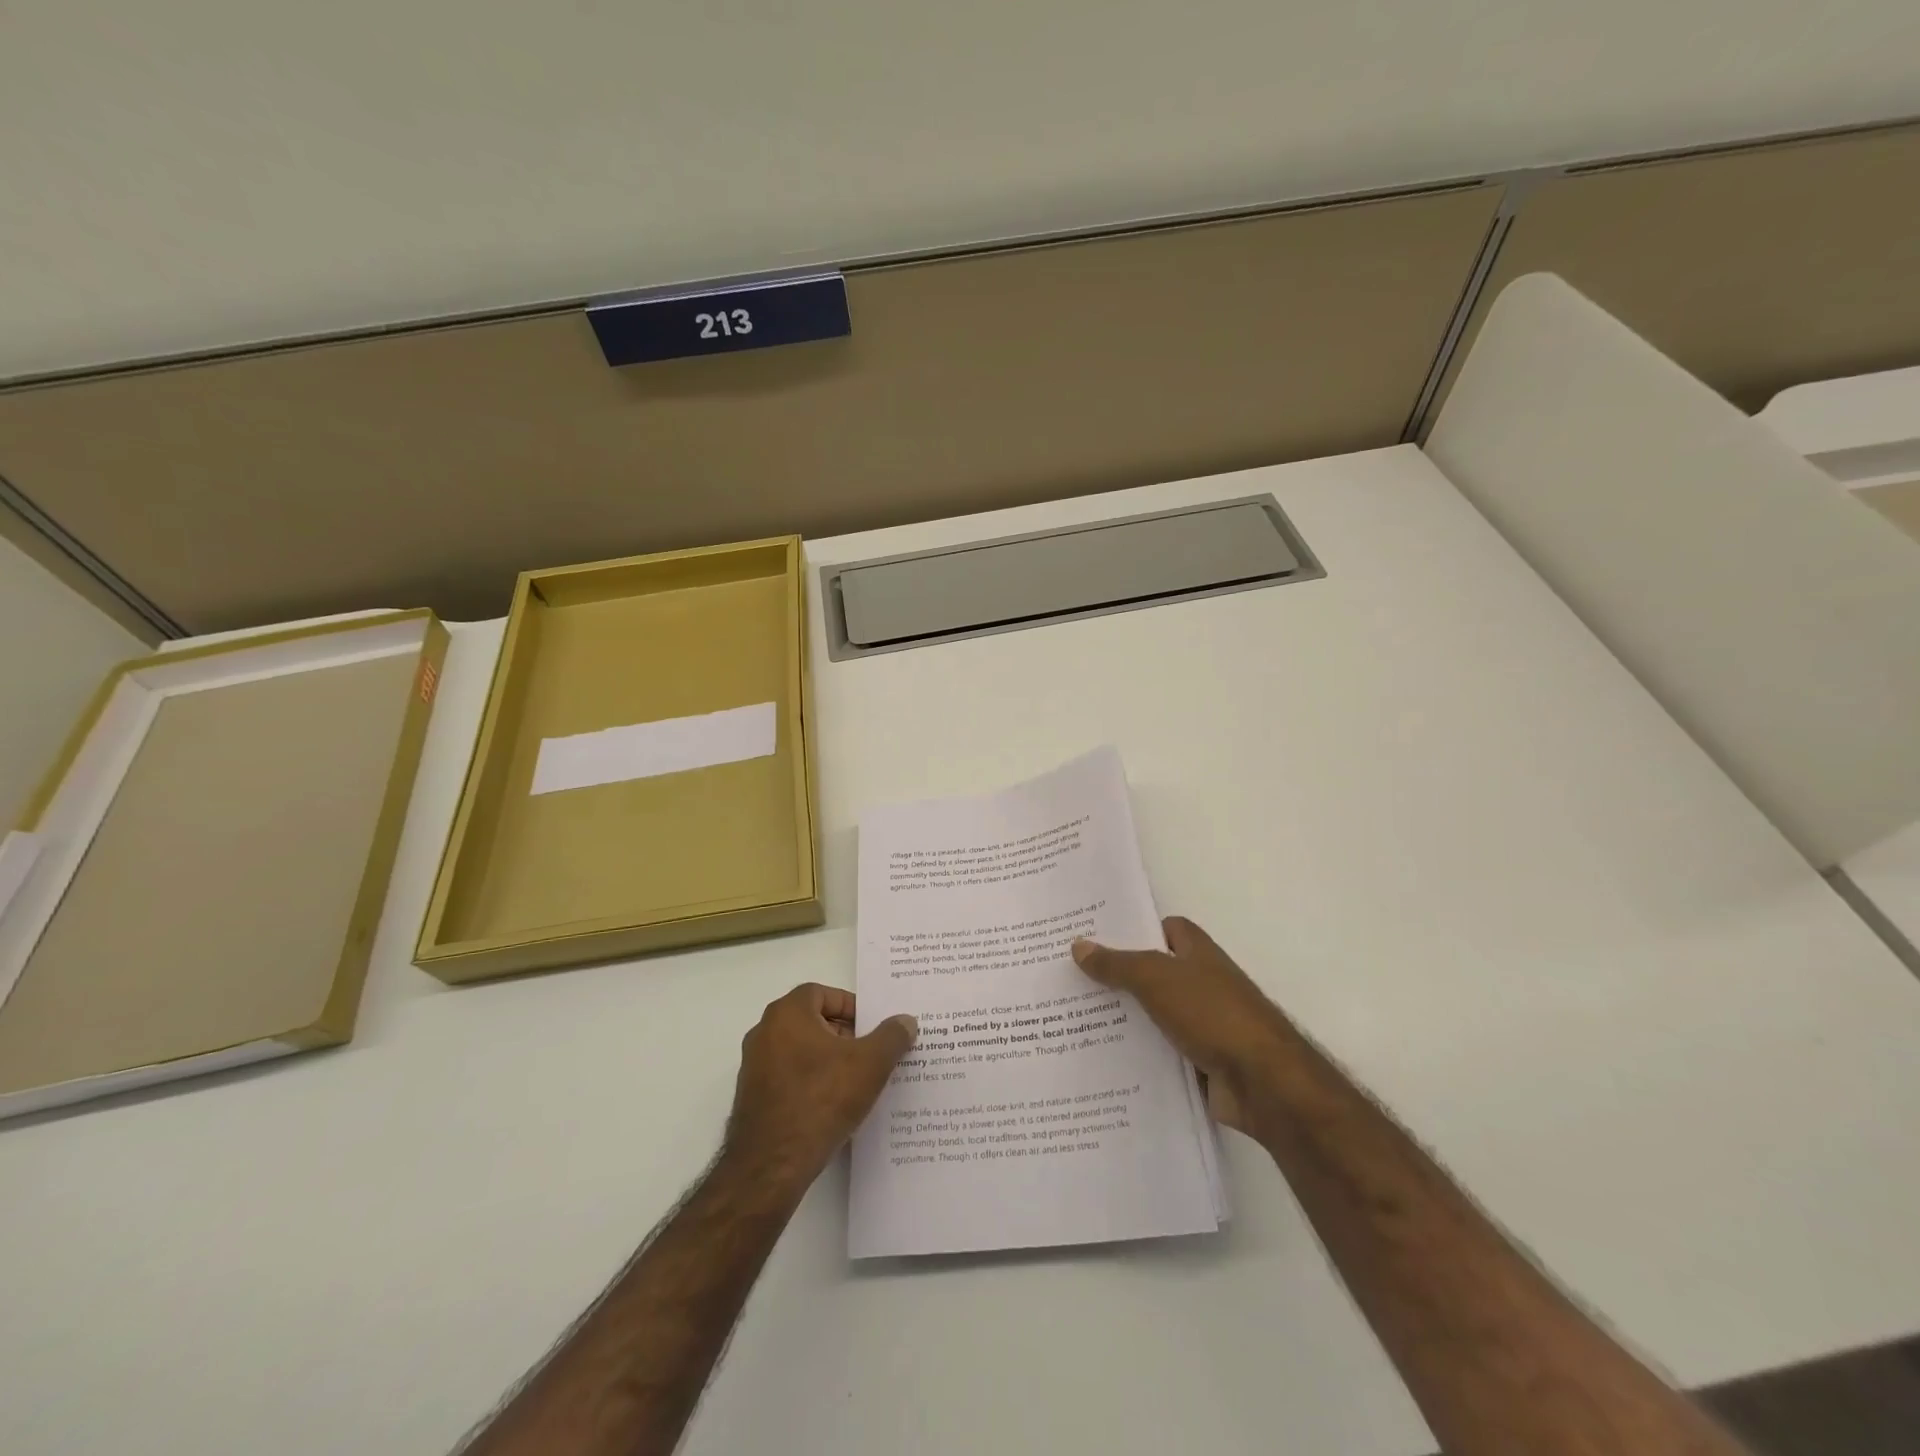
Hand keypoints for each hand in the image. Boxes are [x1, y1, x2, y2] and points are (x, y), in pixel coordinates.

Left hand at [723, 984, 916, 1193]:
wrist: (771, 1166)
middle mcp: (764, 1033)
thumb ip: (891, 1036)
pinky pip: (788, 1078)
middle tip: (869, 1052)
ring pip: (799, 1050)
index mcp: (787, 1014)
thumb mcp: (870, 1064)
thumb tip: (906, 1021)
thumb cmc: (821, 1099)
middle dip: (842, 1034)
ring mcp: (754, 1067)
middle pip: (810, 1021)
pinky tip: (832, 1107)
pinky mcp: (752, 1099)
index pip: (821, 993)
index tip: (870, 1027)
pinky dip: (810, 1083)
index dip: (849, 1005)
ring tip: (856, 1081)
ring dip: (827, 1060)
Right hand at [1072, 917, 1289, 1135]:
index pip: (1165, 928)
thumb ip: (1118, 964)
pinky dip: (1137, 1054)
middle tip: (1071, 977)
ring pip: (1153, 1015)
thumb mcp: (1157, 979)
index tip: (1094, 935)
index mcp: (1198, 953)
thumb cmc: (1213, 1014)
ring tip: (1073, 1019)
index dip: (1134, 929)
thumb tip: (1078, 945)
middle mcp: (1201, 983)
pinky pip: (1160, 1052)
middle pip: (1153, 972)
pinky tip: (1102, 1058)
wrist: (1264, 1083)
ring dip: (1124, 1019)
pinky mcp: (1200, 1062)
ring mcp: (1203, 1025)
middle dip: (1118, 976)